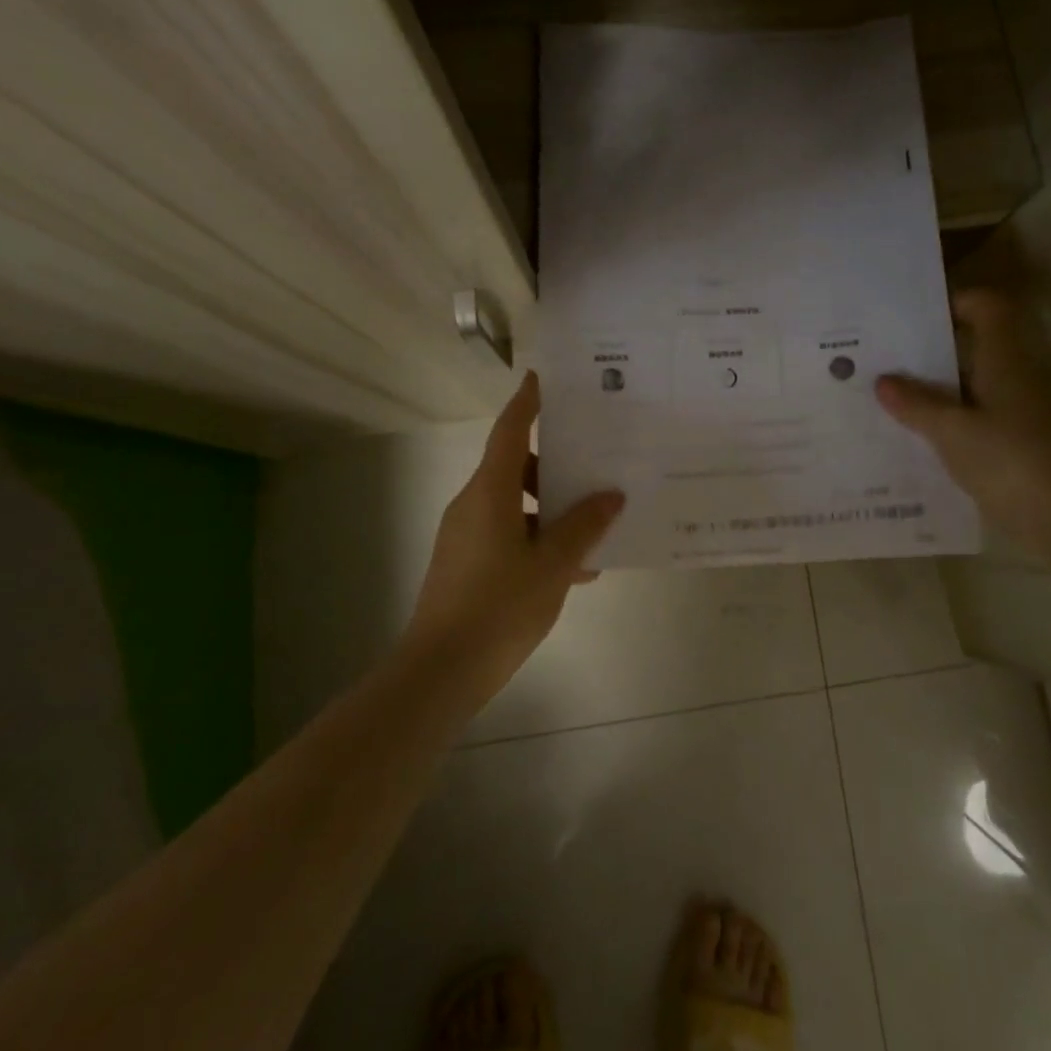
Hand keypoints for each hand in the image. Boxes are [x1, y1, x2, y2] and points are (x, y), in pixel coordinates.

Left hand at [403, 372, 623, 707]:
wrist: (440, 672)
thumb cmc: (500, 607)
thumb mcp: (553, 565)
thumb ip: (584, 526)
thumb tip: (610, 495)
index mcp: (490, 492)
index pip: (510, 431)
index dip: (527, 402)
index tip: (543, 378)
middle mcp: (473, 504)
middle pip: (516, 467)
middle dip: (556, 466)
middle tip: (596, 465)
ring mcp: (466, 535)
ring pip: (515, 505)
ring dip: (552, 511)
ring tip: (596, 529)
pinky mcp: (466, 563)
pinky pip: (508, 534)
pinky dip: (538, 539)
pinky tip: (575, 570)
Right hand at [875, 289, 1050, 548]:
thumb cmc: (1009, 458)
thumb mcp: (951, 430)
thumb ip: (916, 404)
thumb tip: (883, 380)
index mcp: (1004, 361)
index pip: (988, 309)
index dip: (957, 302)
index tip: (917, 316)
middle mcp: (1013, 379)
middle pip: (973, 348)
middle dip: (930, 350)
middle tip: (885, 356)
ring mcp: (1016, 414)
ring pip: (969, 387)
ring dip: (933, 389)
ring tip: (886, 395)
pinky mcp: (1013, 446)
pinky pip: (972, 420)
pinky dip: (945, 421)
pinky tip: (912, 436)